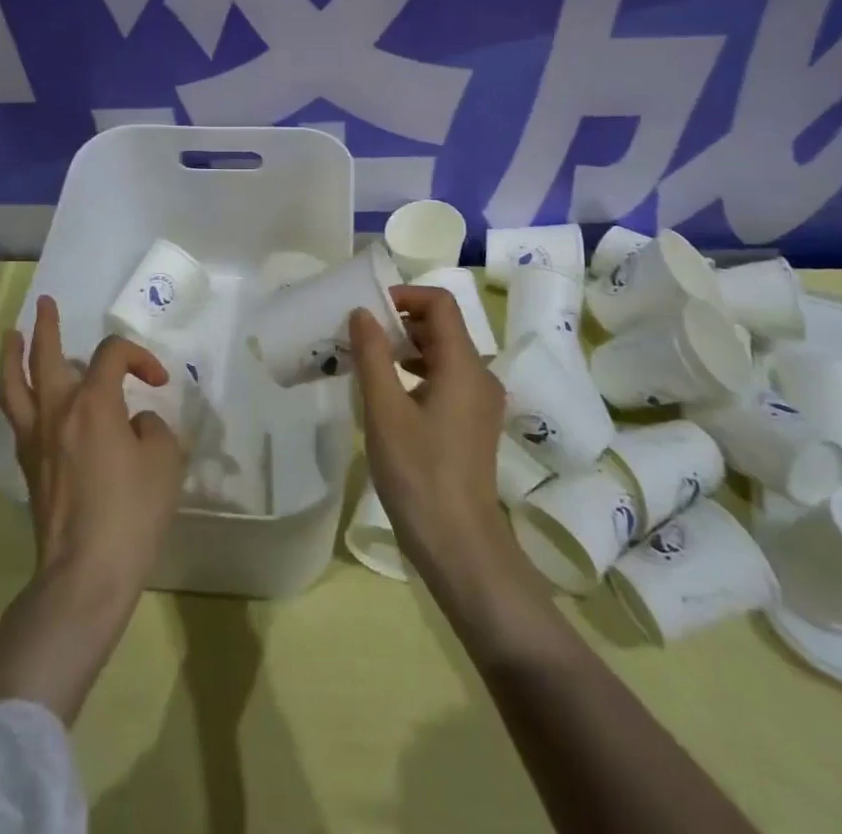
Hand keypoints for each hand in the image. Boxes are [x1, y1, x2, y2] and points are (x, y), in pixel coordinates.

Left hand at [0, 295, 186, 589]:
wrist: (85, 572)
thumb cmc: (131, 513)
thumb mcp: (164, 461)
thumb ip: (152, 428)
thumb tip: (133, 423)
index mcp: (94, 403)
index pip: (112, 355)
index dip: (139, 357)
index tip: (158, 382)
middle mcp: (58, 412)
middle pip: (46, 356)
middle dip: (47, 326)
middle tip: (46, 304)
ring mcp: (36, 440)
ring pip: (15, 386)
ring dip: (13, 356)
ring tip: (11, 336)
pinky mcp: (28, 467)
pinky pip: (16, 417)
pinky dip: (15, 394)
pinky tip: (21, 394)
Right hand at [348, 286, 517, 584]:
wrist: (459, 546)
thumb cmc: (418, 473)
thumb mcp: (384, 410)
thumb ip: (372, 355)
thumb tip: (361, 312)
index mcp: (464, 365)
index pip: (440, 303)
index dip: (405, 295)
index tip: (368, 310)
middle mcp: (480, 376)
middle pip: (442, 327)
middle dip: (400, 322)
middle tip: (360, 337)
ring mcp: (481, 402)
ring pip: (443, 354)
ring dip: (407, 349)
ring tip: (369, 364)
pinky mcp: (474, 424)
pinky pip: (447, 380)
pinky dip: (418, 374)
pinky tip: (389, 396)